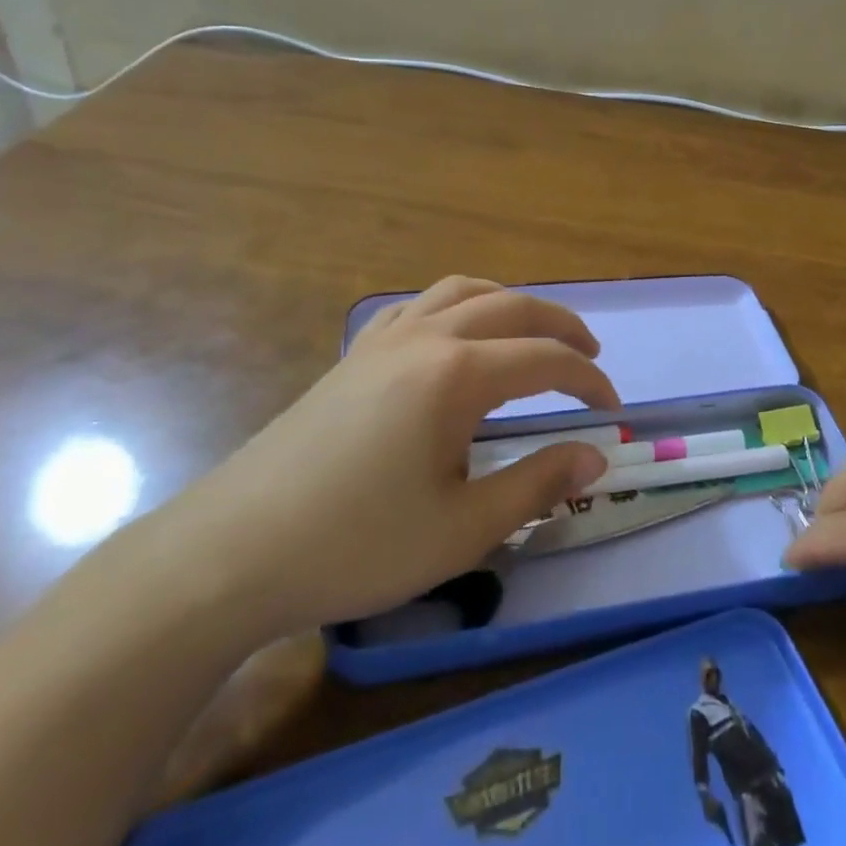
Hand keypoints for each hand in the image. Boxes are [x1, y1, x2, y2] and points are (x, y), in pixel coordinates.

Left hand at [138, 277, 616, 645]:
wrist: (234, 553)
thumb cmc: (357, 545)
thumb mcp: (463, 528)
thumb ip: (537, 484)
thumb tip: (594, 457)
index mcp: (456, 374)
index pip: (544, 360)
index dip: (588, 382)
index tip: (611, 413)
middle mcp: (424, 338)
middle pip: (511, 308)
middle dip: (560, 327)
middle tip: (591, 356)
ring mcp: (382, 342)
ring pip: (462, 292)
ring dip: (510, 304)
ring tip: (533, 332)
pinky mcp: (352, 357)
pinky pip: (416, 308)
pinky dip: (455, 307)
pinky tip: (454, 335)